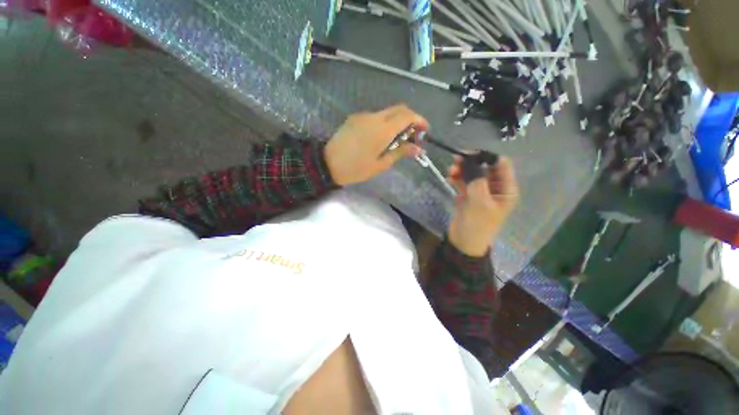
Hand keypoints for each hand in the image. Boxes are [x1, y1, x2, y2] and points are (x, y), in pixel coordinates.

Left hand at [325, 104, 428, 185]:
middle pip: (399, 109)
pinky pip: (375, 116)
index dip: (420, 120)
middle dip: (410, 119)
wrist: (327, 163)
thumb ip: (400, 153)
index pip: (407, 116)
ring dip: (397, 121)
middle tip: (413, 136)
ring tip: (397, 140)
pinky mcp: (355, 118)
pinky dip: (385, 122)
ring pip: (387, 112)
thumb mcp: (380, 164)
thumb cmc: (356, 168)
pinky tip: (381, 137)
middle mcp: (374, 117)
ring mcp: (363, 115)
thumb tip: (418, 149)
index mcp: (382, 129)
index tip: (425, 131)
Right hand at [447, 156, 518, 256]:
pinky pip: (464, 183)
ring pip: (473, 174)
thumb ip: (477, 179)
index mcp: (506, 189)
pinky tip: (450, 177)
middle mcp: (495, 188)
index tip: (469, 154)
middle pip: (485, 168)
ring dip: (462, 170)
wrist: (464, 243)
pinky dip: (457, 178)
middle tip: (455, 160)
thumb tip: (472, 161)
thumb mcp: (479, 201)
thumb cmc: (477, 224)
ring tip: (450, 170)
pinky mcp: (469, 197)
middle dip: (471, 163)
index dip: (486, 156)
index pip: (501, 164)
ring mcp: (481, 192)